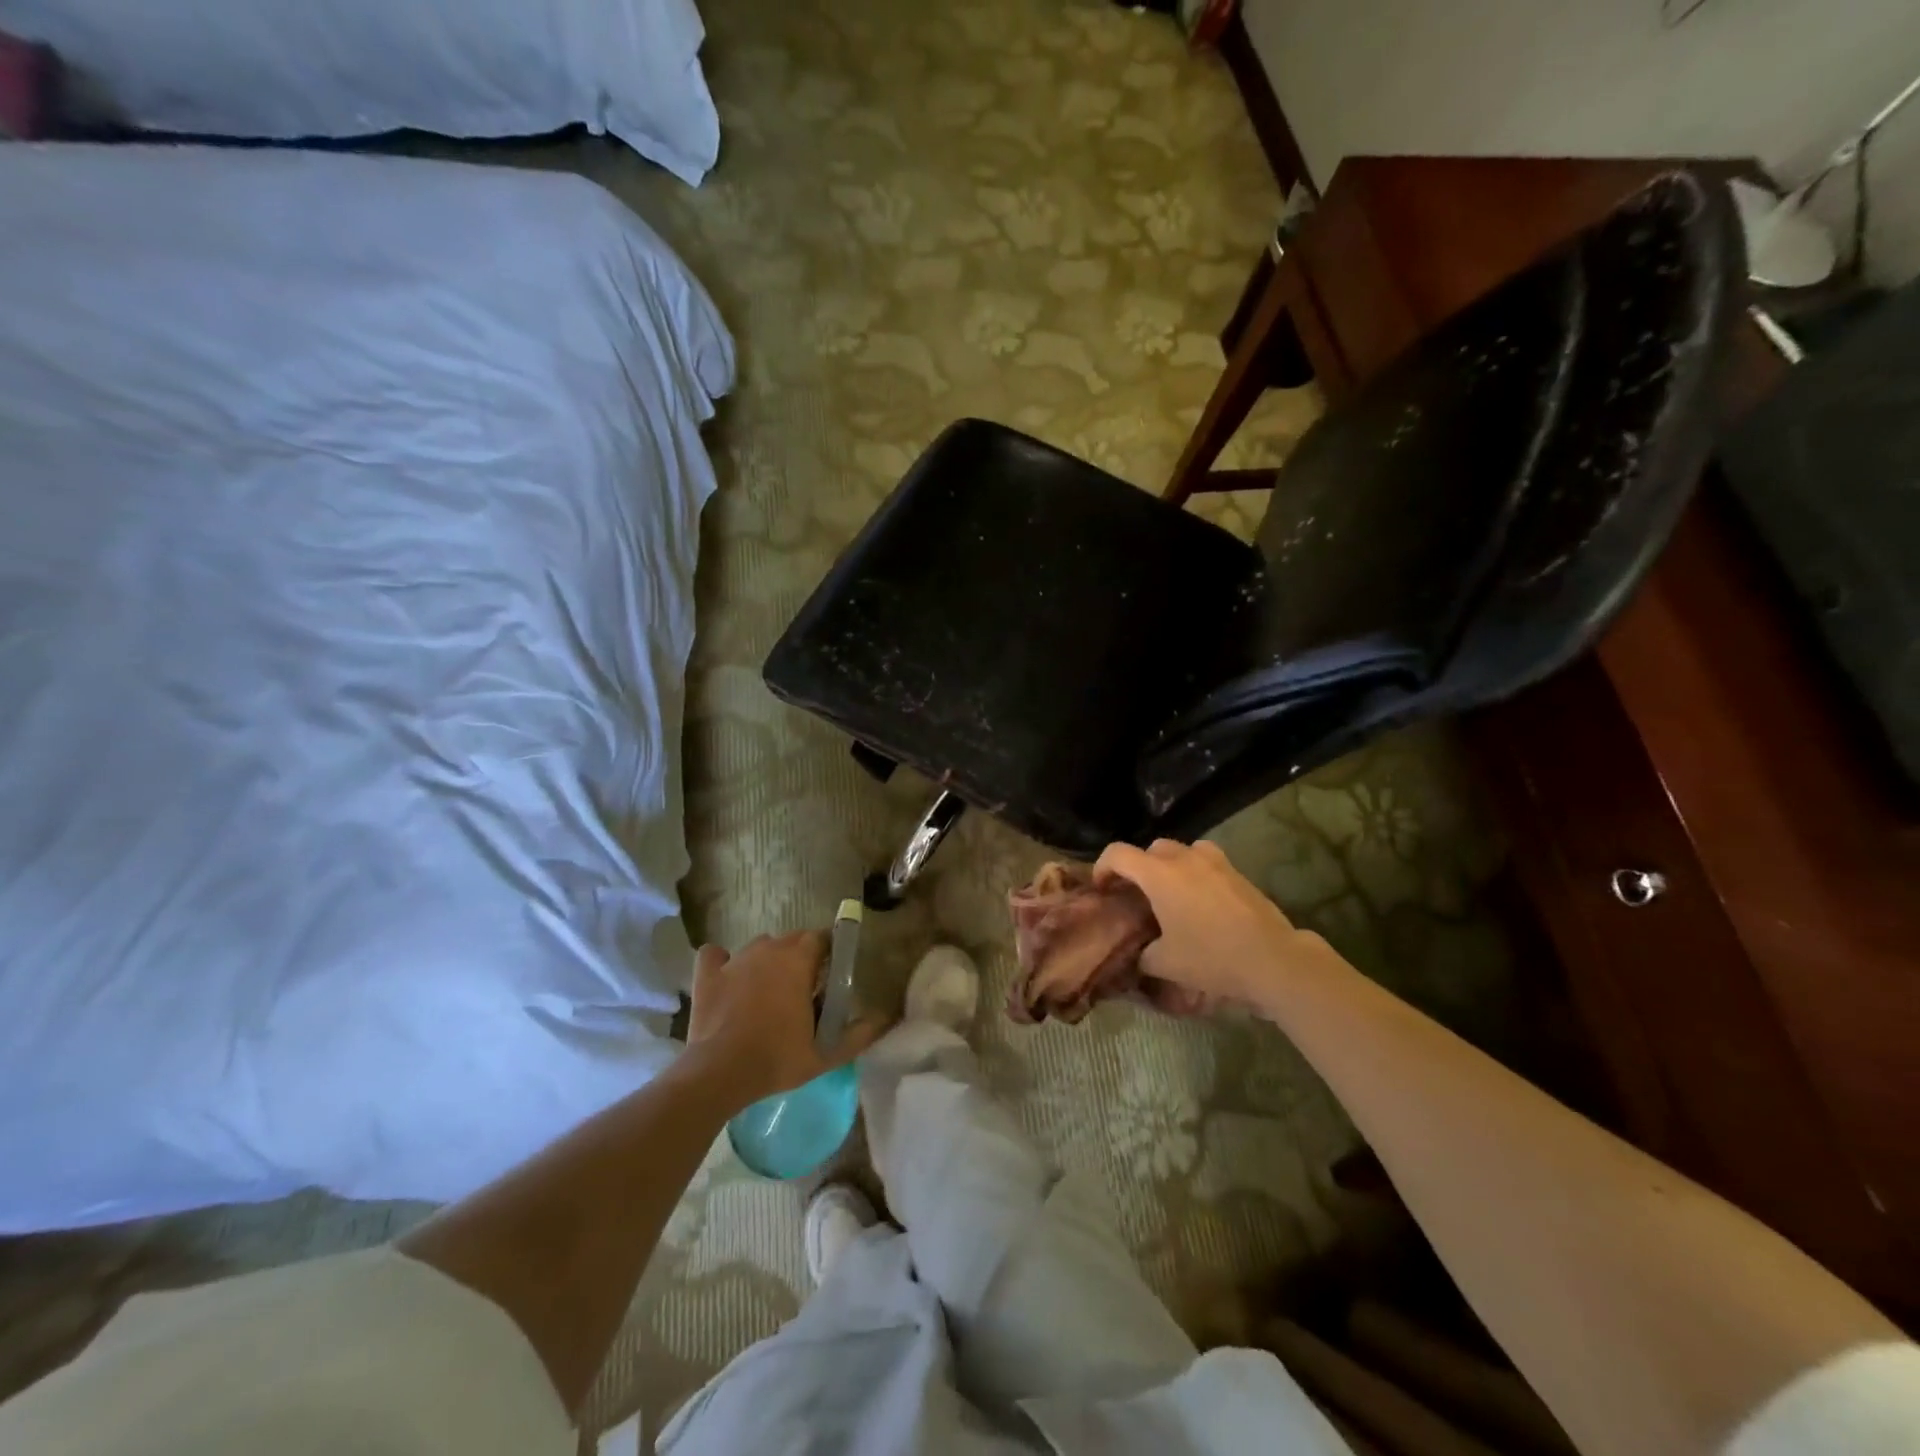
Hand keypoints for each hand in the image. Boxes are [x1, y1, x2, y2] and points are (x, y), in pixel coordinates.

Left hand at [684, 931, 890, 1106]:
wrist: (719, 1073)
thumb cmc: (777, 1058)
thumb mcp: (826, 1054)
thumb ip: (859, 1034)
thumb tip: (884, 1020)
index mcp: (798, 960)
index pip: (820, 938)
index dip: (828, 953)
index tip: (830, 975)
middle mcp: (768, 949)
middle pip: (791, 940)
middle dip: (800, 957)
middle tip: (803, 990)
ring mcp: (735, 959)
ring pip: (758, 947)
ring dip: (767, 961)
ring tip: (768, 991)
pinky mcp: (708, 974)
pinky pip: (715, 955)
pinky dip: (722, 962)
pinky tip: (727, 980)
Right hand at [1095, 839, 1328, 1012]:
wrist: (1273, 959)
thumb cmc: (1212, 957)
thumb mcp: (1166, 964)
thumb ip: (1143, 954)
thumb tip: (1138, 953)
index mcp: (1158, 875)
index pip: (1118, 854)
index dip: (1103, 868)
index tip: (1102, 889)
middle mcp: (1184, 859)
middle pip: (1151, 849)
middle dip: (1139, 867)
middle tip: (1137, 895)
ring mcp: (1214, 862)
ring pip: (1182, 851)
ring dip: (1170, 866)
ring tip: (1171, 894)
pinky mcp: (1237, 872)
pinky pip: (1206, 862)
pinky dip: (1196, 873)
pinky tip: (1201, 901)